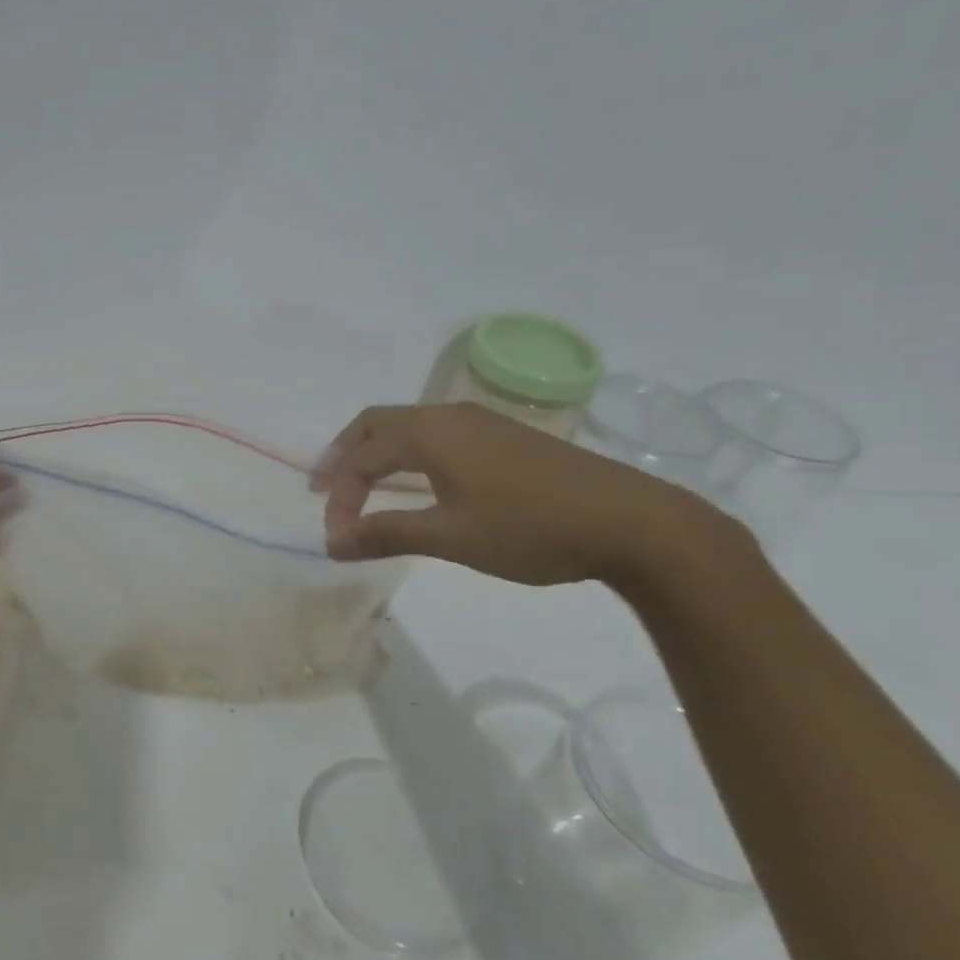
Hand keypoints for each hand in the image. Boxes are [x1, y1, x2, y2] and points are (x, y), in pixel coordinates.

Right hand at [312, 403, 728, 586]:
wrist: (633, 523)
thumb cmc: (531, 528)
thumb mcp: (451, 537)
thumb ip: (387, 534)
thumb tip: (331, 543)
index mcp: (430, 433)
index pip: (362, 457)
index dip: (340, 495)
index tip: (337, 537)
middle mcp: (448, 415)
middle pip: (376, 424)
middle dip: (345, 456)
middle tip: (326, 490)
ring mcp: (480, 422)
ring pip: (407, 426)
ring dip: (376, 453)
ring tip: (364, 487)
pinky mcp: (504, 435)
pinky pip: (435, 434)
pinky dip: (407, 453)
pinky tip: (419, 482)